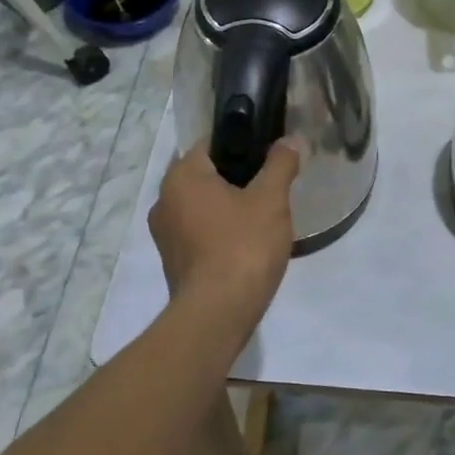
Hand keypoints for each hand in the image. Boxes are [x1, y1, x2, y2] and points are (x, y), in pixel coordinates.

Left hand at [149, 141, 303, 320]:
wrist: (218, 314)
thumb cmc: (243, 245)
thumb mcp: (271, 199)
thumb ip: (280, 164)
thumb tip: (290, 140)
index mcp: (181, 177)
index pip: (210, 143)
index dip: (242, 142)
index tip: (269, 151)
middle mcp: (164, 201)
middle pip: (206, 175)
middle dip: (238, 177)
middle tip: (272, 183)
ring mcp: (165, 235)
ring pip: (203, 205)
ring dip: (229, 206)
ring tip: (264, 214)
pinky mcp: (174, 262)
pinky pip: (200, 232)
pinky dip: (221, 231)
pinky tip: (248, 241)